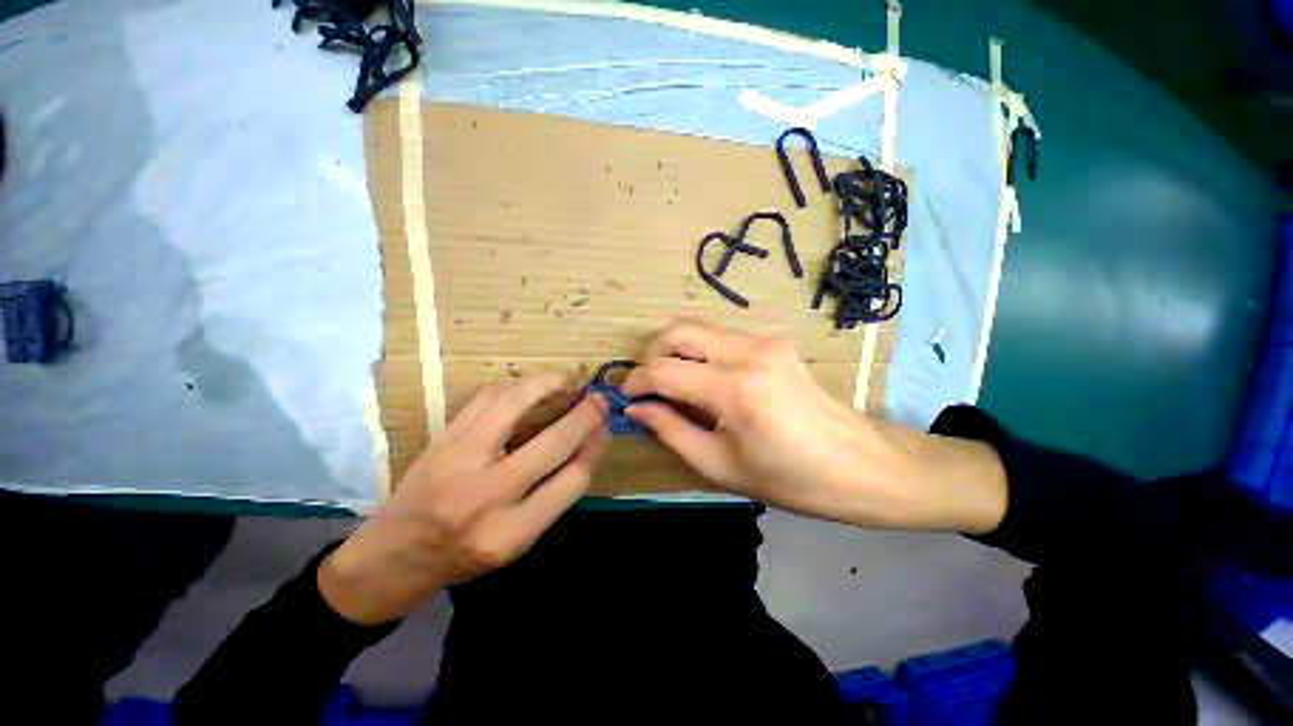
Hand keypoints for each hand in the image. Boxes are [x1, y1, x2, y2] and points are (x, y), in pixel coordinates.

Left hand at [318, 373, 607, 624]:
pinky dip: (513, 386)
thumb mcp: (517, 542)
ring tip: (565, 381)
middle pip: (551, 444)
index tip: (603, 432)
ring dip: (546, 385)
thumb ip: (554, 496)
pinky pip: (484, 398)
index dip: (594, 450)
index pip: (571, 481)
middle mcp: (485, 496)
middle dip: (584, 416)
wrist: (390, 556)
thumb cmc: (462, 556)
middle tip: (599, 400)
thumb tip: (586, 446)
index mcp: (509, 533)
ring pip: (513, 406)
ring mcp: (457, 461)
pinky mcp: (441, 439)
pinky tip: (528, 386)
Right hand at [622, 321, 1005, 532]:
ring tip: (674, 386)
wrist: (864, 465)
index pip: (664, 371)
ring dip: (676, 353)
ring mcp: (765, 341)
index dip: (636, 382)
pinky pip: (721, 338)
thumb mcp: (720, 466)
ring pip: (699, 329)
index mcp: (734, 390)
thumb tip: (637, 409)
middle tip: (648, 386)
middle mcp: (748, 353)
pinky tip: (706, 382)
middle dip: (652, 355)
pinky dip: (701, 354)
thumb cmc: (792, 480)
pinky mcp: (775, 342)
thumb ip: (671, 431)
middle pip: (678, 331)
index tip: (626, 397)